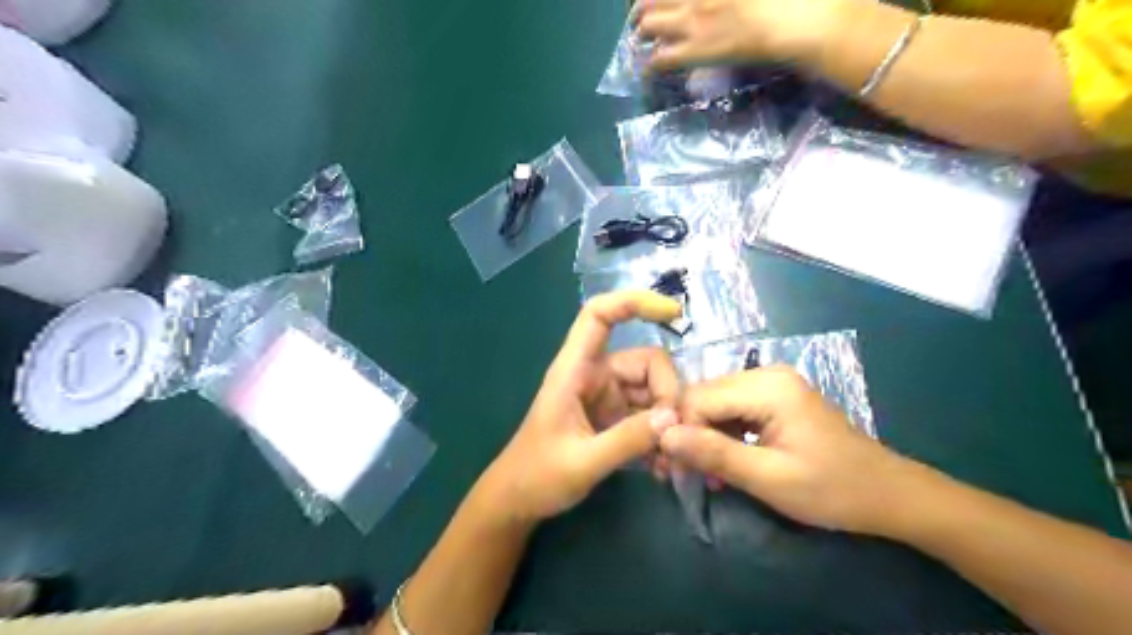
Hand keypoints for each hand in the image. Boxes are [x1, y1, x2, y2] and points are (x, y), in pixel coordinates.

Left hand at [474, 290, 680, 522]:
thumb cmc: (537, 476)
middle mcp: (594, 375)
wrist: (517, 501)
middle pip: (645, 360)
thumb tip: (673, 418)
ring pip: (653, 389)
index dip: (634, 302)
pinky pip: (648, 413)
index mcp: (574, 370)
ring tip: (669, 459)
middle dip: (667, 392)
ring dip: (667, 419)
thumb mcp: (582, 462)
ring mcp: (606, 396)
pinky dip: (659, 433)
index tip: (674, 312)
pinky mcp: (614, 417)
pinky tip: (661, 465)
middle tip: (673, 434)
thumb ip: (627, 441)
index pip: (598, 315)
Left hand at [633, 0, 844, 68]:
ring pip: (649, 23)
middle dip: (642, 7)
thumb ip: (731, 0)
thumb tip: (729, 7)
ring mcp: (693, 19)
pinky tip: (647, 70)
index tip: (659, 1)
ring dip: (642, 31)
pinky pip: (660, 59)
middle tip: (639, 16)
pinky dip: (650, 65)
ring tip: (640, 39)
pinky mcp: (695, 49)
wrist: (795, 18)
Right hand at [665, 367, 928, 535]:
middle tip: (681, 474)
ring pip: (715, 404)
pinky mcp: (774, 398)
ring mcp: (771, 384)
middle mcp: (765, 374)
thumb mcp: (769, 478)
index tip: (674, 471)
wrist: (888, 495)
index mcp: (767, 386)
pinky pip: (732, 409)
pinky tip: (722, 462)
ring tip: (702, 474)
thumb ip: (714, 454)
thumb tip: (663, 437)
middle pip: (704, 397)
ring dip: (703, 436)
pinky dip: (721, 435)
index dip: (680, 431)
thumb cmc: (832, 489)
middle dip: (688, 434)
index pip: (698, 397)